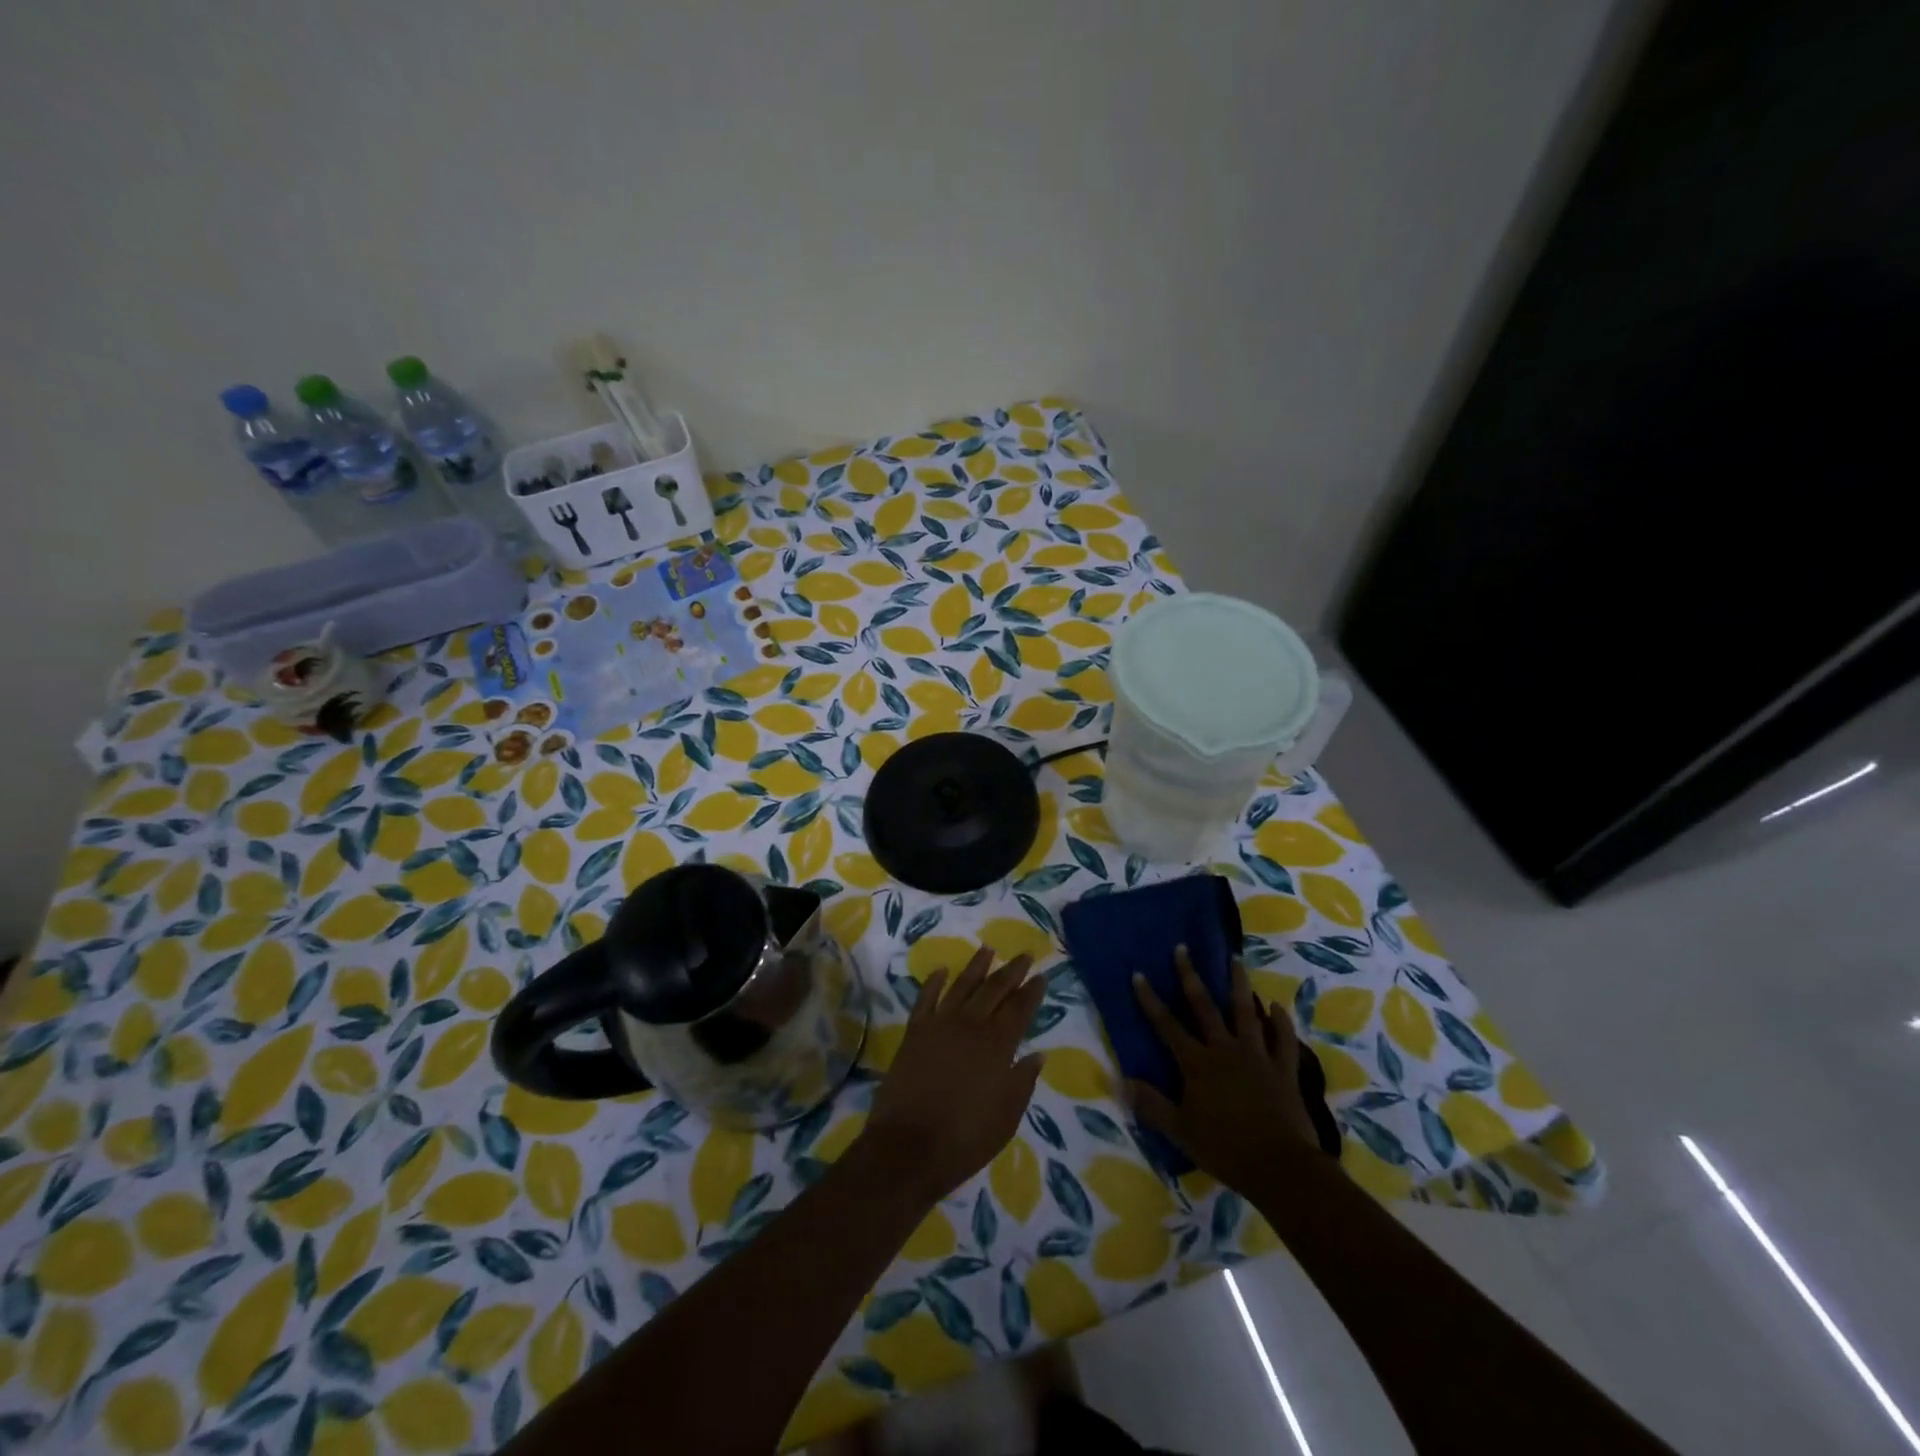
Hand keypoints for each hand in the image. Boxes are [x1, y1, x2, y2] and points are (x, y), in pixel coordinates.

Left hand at [860, 947, 1044, 1204]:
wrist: (908, 1146)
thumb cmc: (965, 1139)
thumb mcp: (1006, 1118)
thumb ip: (1022, 1082)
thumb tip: (1037, 1055)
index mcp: (997, 1047)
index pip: (1020, 1010)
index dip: (1032, 992)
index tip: (1042, 975)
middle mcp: (970, 1026)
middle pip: (994, 990)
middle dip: (1011, 971)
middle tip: (1024, 954)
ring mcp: (939, 1025)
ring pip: (962, 986)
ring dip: (976, 966)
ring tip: (988, 949)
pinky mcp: (914, 1032)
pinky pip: (925, 998)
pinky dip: (933, 982)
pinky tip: (941, 970)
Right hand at [1129, 946, 1323, 1194]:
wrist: (1280, 1167)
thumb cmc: (1225, 1149)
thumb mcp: (1180, 1131)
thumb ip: (1150, 1104)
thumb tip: (1119, 1080)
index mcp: (1197, 1064)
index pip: (1167, 1025)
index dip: (1150, 1000)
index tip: (1139, 974)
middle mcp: (1225, 1050)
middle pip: (1205, 1007)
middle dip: (1191, 976)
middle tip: (1183, 948)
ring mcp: (1257, 1056)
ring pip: (1246, 1012)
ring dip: (1239, 984)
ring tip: (1234, 959)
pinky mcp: (1284, 1070)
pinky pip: (1284, 1040)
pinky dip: (1281, 1022)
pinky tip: (1277, 1006)